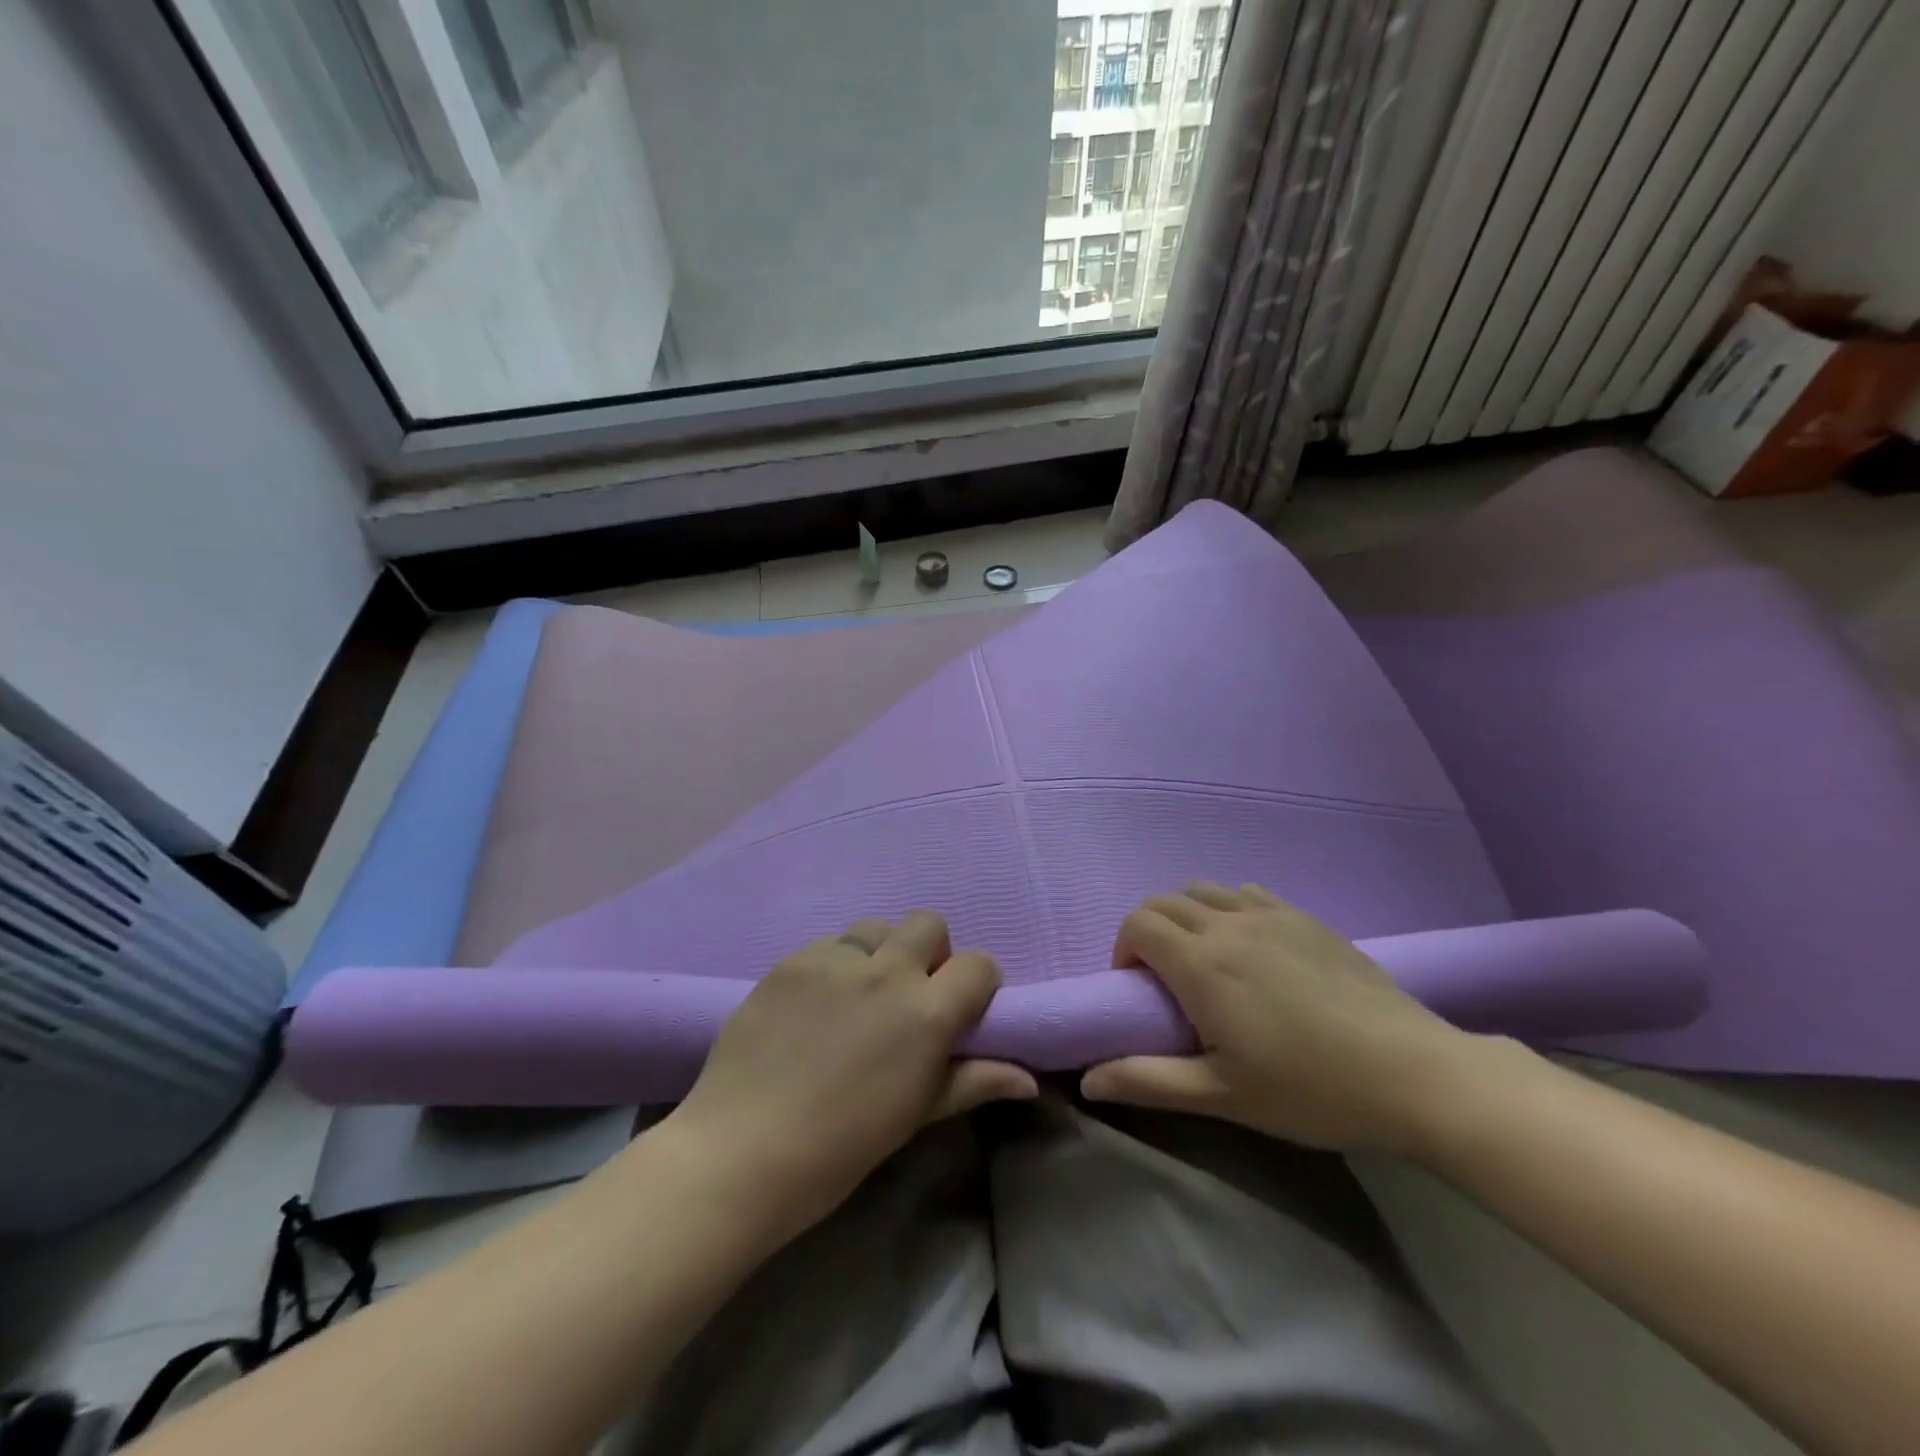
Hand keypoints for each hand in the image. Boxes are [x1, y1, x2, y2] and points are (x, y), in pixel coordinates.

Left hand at [664, 911, 1036, 1235]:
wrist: (741, 1152)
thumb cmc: (841, 1147)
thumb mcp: (914, 1116)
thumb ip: (973, 1083)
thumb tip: (1028, 1081)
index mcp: (926, 1013)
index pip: (979, 964)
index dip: (977, 983)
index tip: (962, 1008)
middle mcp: (886, 971)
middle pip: (929, 923)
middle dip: (930, 952)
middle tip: (908, 995)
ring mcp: (834, 959)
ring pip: (875, 926)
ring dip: (879, 953)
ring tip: (856, 996)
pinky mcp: (792, 960)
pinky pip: (828, 944)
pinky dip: (833, 966)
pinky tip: (811, 1008)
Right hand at [1081, 882, 1487, 1152]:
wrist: (1413, 1073)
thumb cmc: (1309, 1089)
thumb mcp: (1222, 1096)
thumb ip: (1148, 1081)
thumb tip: (1089, 1079)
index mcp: (1201, 963)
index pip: (1136, 925)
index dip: (1123, 952)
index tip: (1139, 992)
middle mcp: (1227, 923)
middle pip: (1162, 901)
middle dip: (1147, 932)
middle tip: (1165, 981)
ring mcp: (1270, 914)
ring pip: (1202, 890)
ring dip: (1186, 916)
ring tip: (1206, 962)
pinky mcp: (1305, 917)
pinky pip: (1245, 892)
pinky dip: (1227, 908)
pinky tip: (1251, 948)